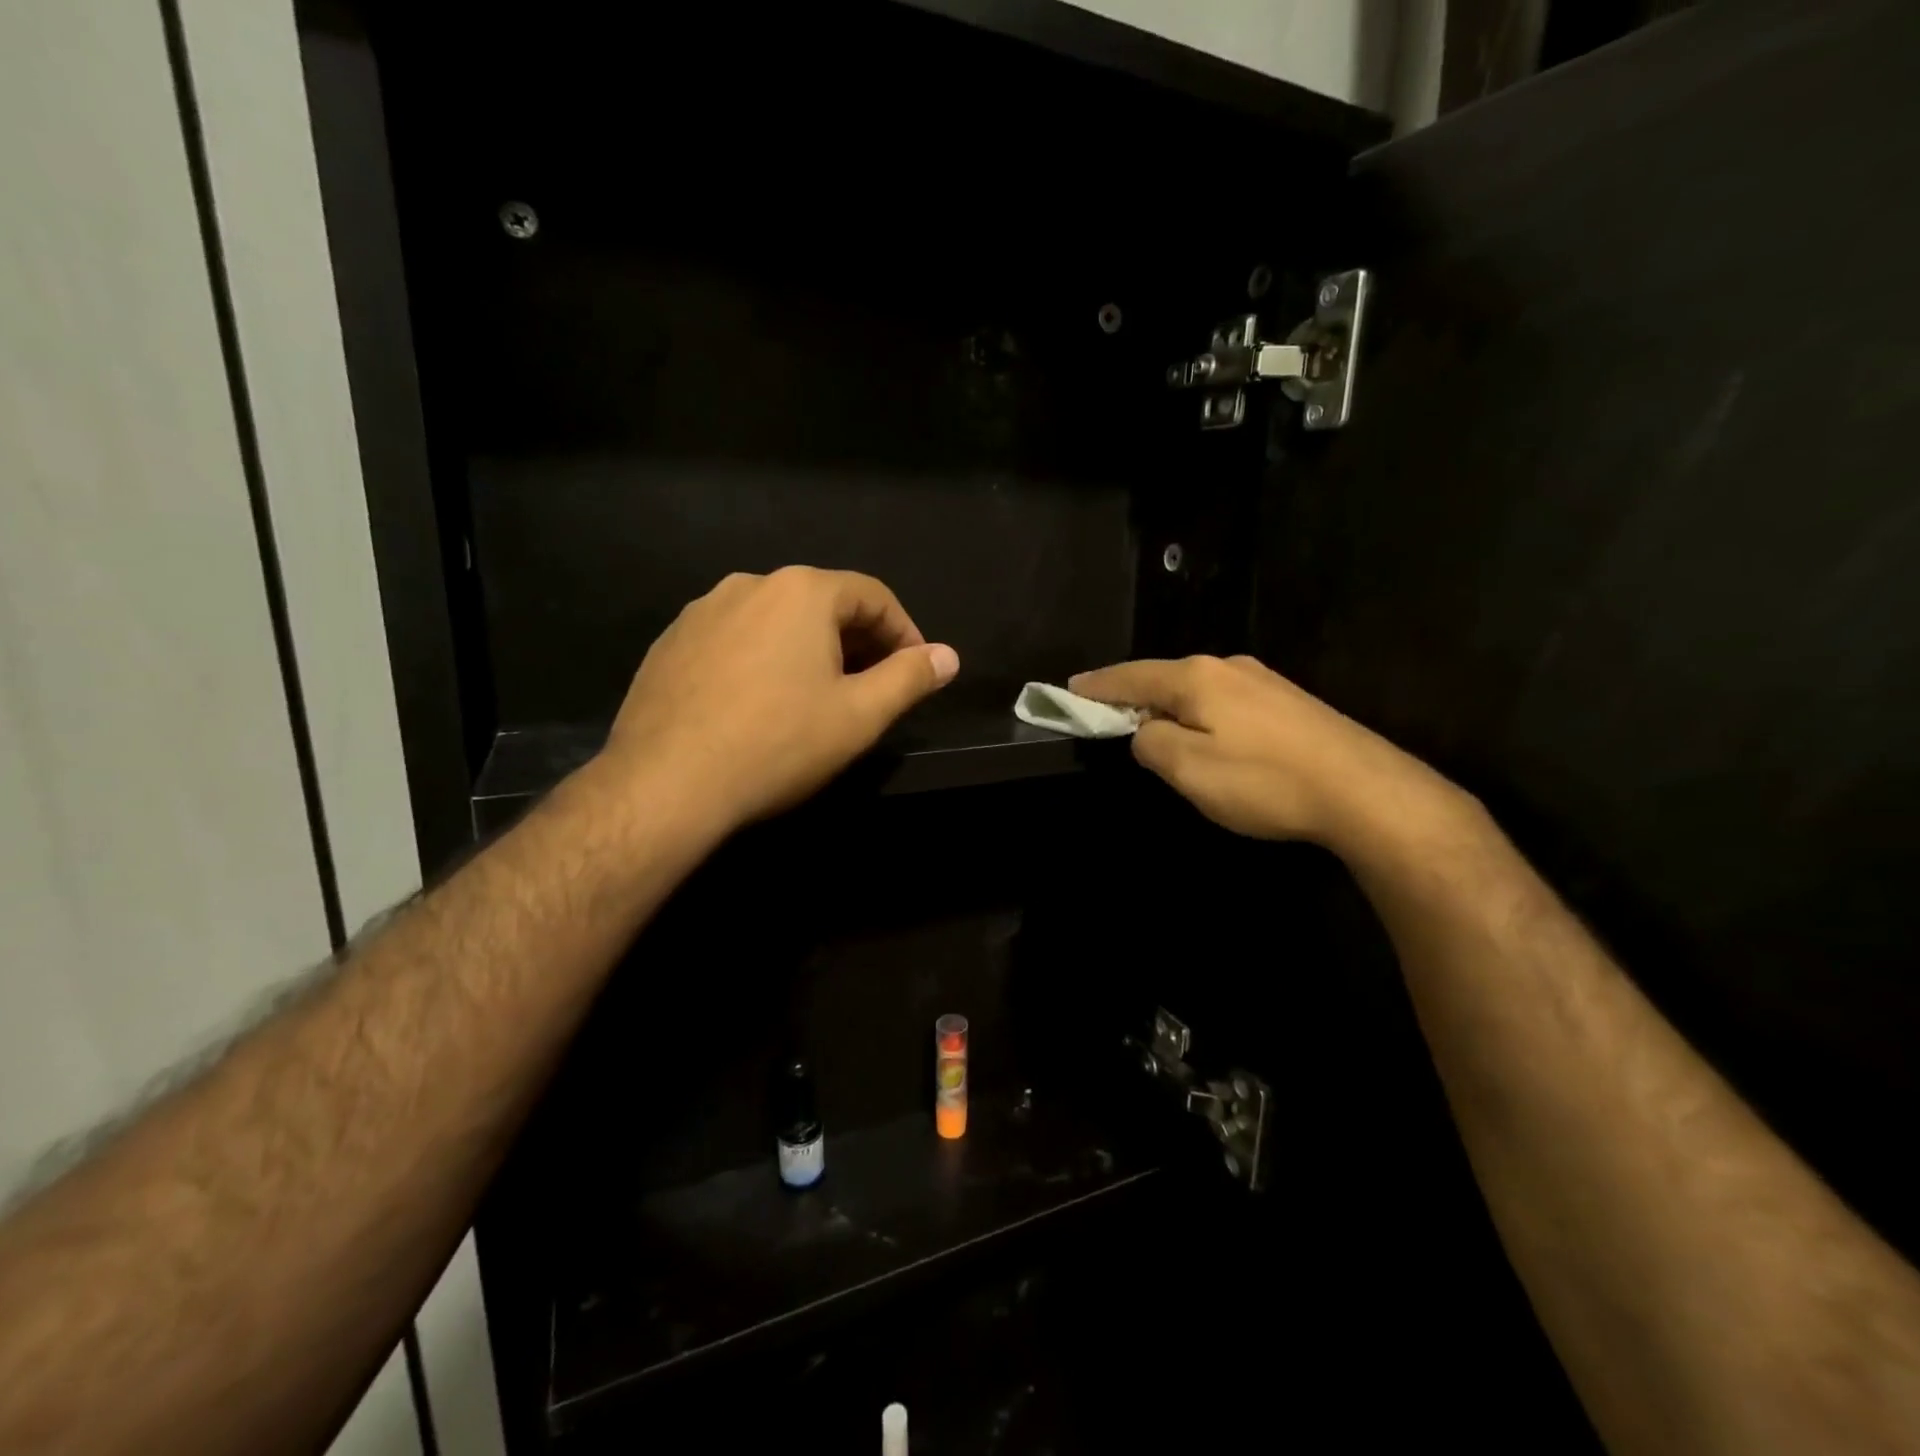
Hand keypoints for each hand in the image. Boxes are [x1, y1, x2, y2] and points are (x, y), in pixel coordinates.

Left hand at [602, 567, 958, 833]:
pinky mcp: (669, 643)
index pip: (872, 595)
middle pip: (822, 603)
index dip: (904, 631)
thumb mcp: (859, 716)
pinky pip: (734, 640)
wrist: (665, 783)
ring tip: (817, 697)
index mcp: (801, 591)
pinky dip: (761, 660)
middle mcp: (749, 584)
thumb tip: (948, 656)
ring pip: (775, 621)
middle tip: (873, 687)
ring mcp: (701, 611)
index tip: (916, 670)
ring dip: (808, 649)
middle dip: (858, 640)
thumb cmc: (778, 744)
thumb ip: (909, 678)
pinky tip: (759, 704)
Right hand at [1069, 655, 1450, 847]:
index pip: (1131, 676)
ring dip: (1171, 707)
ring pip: (1198, 690)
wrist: (1365, 791)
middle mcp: (1228, 667)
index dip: (1098, 685)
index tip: (1071, 687)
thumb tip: (1144, 731)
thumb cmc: (1265, 781)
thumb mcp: (1189, 769)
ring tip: (1157, 730)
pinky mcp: (1289, 703)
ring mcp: (1264, 682)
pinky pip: (1226, 701)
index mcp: (1197, 678)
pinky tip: (1209, 736)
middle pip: (1165, 678)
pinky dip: (1202, 715)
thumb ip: (1151, 744)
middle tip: (1108, 715)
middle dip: (1134, 695)